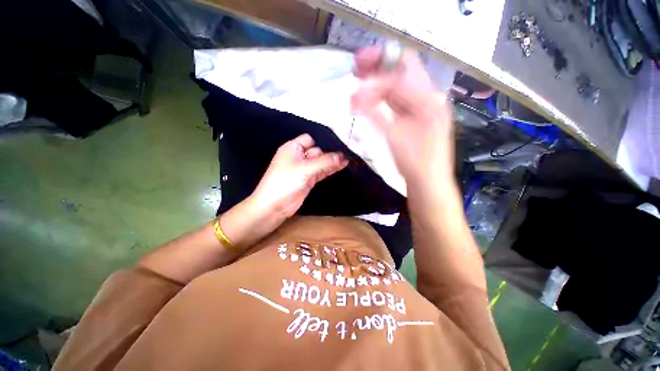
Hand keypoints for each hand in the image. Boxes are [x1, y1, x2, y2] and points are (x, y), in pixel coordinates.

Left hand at [250, 134, 348, 220]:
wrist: (274, 206)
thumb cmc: (285, 181)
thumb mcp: (305, 169)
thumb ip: (325, 162)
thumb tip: (343, 156)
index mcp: (292, 148)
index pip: (309, 139)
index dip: (321, 142)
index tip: (336, 146)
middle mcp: (298, 157)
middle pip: (317, 151)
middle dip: (329, 154)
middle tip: (346, 155)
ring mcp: (303, 169)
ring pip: (320, 162)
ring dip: (332, 162)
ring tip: (347, 161)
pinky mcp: (308, 180)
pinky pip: (321, 172)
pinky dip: (329, 170)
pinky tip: (340, 167)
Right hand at [351, 45, 454, 190]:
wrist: (427, 182)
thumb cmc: (415, 163)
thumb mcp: (395, 137)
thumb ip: (376, 113)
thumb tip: (357, 95)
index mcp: (428, 100)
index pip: (403, 70)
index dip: (380, 65)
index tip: (359, 66)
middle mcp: (427, 98)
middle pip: (401, 73)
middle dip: (378, 69)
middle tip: (357, 70)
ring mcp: (420, 109)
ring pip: (397, 88)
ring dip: (376, 86)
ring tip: (357, 90)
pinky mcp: (413, 119)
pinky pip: (396, 103)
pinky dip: (380, 100)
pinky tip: (368, 102)